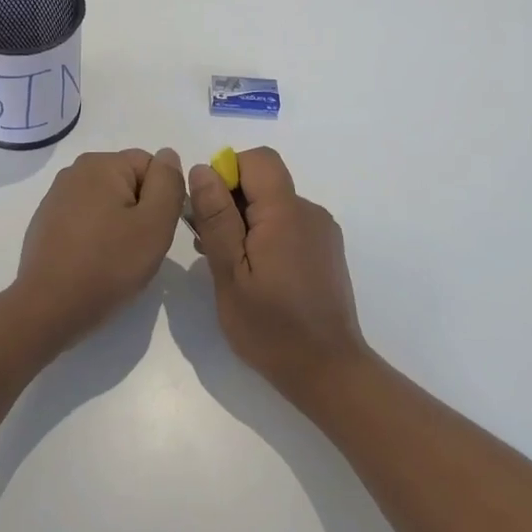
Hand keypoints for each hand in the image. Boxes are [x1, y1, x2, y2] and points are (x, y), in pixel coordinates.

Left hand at [12, 148, 185, 344]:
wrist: (48, 308)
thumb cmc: (108, 264)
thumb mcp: (155, 223)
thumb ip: (168, 183)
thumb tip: (168, 155)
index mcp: (101, 163)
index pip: (151, 166)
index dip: (162, 199)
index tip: (154, 231)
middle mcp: (75, 171)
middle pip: (128, 183)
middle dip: (140, 211)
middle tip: (138, 248)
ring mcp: (56, 197)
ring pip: (107, 203)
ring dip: (119, 225)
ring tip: (115, 259)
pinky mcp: (46, 222)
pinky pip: (85, 220)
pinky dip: (95, 236)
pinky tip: (92, 263)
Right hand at [188, 147, 371, 403]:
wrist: (328, 372)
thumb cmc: (271, 327)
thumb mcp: (230, 273)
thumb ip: (216, 217)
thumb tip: (203, 170)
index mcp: (286, 212)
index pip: (257, 160)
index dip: (227, 173)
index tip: (209, 211)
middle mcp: (310, 212)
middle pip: (264, 182)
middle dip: (231, 202)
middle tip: (209, 245)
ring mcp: (322, 232)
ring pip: (274, 205)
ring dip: (246, 222)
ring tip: (228, 266)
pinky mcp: (326, 251)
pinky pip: (289, 225)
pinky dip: (265, 237)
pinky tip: (254, 275)